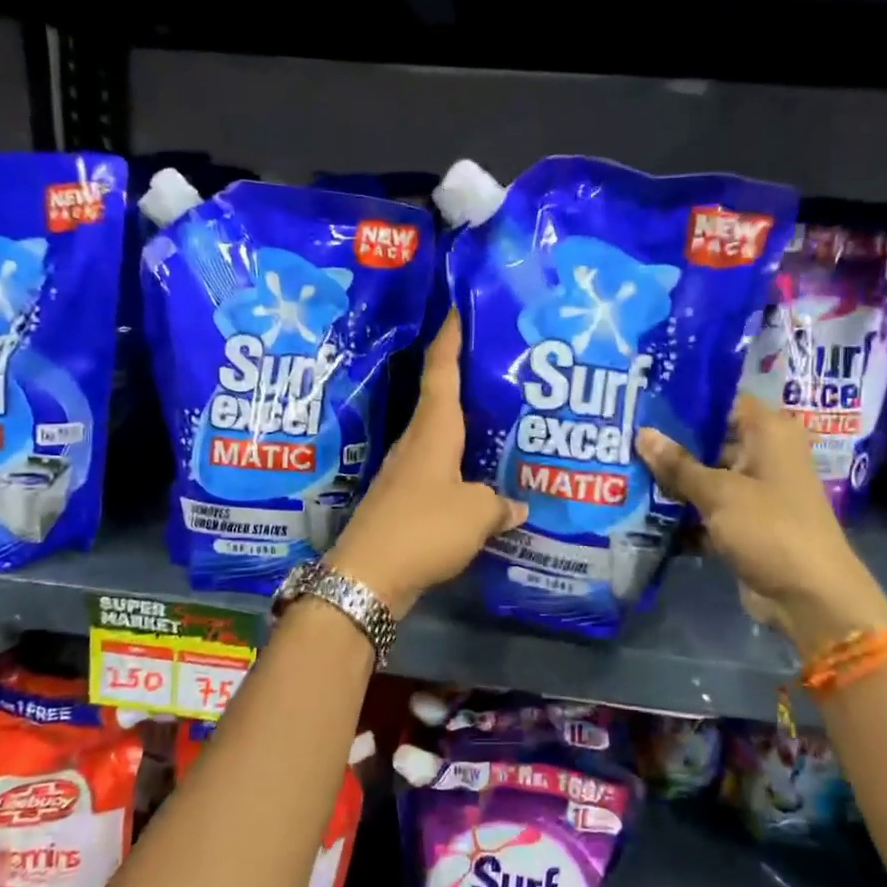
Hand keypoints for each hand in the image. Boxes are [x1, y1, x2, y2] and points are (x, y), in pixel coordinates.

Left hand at [327, 313, 524, 615]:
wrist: (368, 578)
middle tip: (501, 368)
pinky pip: (438, 474)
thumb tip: (518, 505)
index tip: (457, 308)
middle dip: (466, 381)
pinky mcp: (403, 503)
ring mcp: (406, 474)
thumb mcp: (476, 513)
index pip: (440, 371)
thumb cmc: (423, 528)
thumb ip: (501, 503)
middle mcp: (415, 444)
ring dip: (465, 429)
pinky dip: (460, 470)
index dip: (450, 338)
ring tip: (500, 423)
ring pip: (441, 440)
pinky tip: (480, 481)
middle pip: (440, 401)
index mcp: (432, 431)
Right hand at [636, 398, 886, 654]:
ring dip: (671, 482)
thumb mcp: (719, 492)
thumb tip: (642, 433)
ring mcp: (755, 492)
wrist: (809, 598)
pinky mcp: (745, 524)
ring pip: (705, 478)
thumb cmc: (770, 529)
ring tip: (622, 472)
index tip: (643, 402)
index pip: (724, 402)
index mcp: (770, 433)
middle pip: (710, 440)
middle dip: (669, 445)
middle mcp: (765, 456)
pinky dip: (682, 514)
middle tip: (622, 438)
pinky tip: (641, 513)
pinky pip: (707, 510)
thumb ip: (678, 464)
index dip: (685, 401)